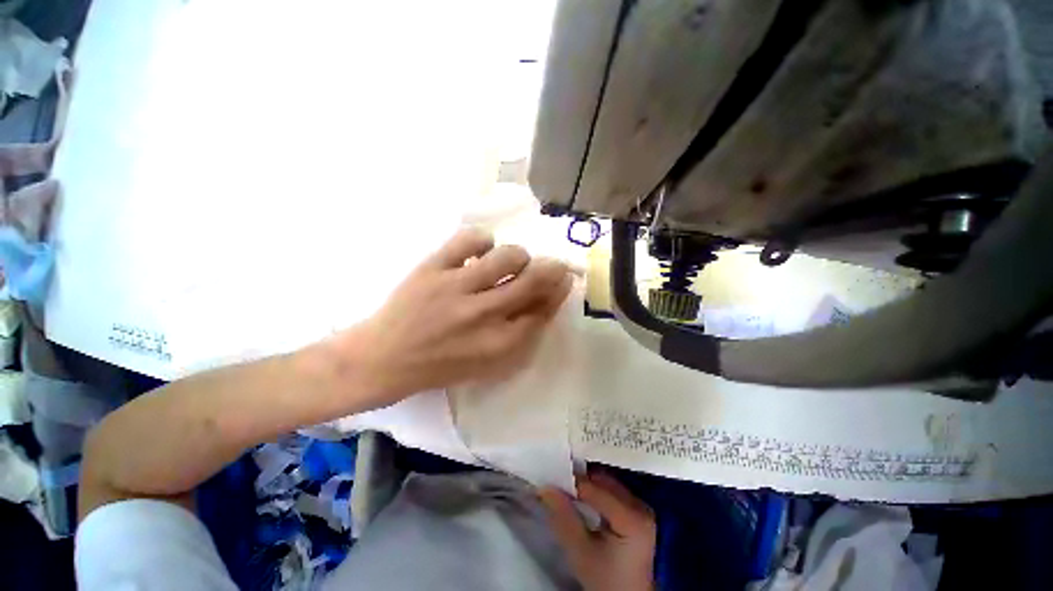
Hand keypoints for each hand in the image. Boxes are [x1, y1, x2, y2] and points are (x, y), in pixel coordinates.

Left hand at [340, 228, 572, 405]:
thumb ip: (520, 336)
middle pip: (532, 280)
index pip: (543, 309)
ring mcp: (456, 288)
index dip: (558, 291)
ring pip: (507, 256)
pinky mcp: (433, 268)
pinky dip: (483, 240)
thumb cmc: (441, 366)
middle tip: (553, 263)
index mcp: (498, 343)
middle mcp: (482, 315)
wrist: (384, 358)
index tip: (564, 279)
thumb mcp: (488, 364)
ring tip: (510, 262)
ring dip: (518, 256)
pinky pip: (470, 239)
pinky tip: (481, 251)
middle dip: (552, 268)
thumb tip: (545, 301)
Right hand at [540, 472, 656, 590]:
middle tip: (556, 484)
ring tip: (566, 491)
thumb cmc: (605, 581)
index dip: (570, 483)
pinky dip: (596, 492)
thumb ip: (564, 518)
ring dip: (586, 485)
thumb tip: (545, 488)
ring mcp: (642, 508)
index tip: (548, 482)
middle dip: (579, 481)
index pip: (595, 489)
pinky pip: (613, 492)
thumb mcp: (581, 553)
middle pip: (603, 482)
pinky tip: (582, 500)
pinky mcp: (638, 512)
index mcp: (632, 517)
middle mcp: (641, 507)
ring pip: (607, 484)